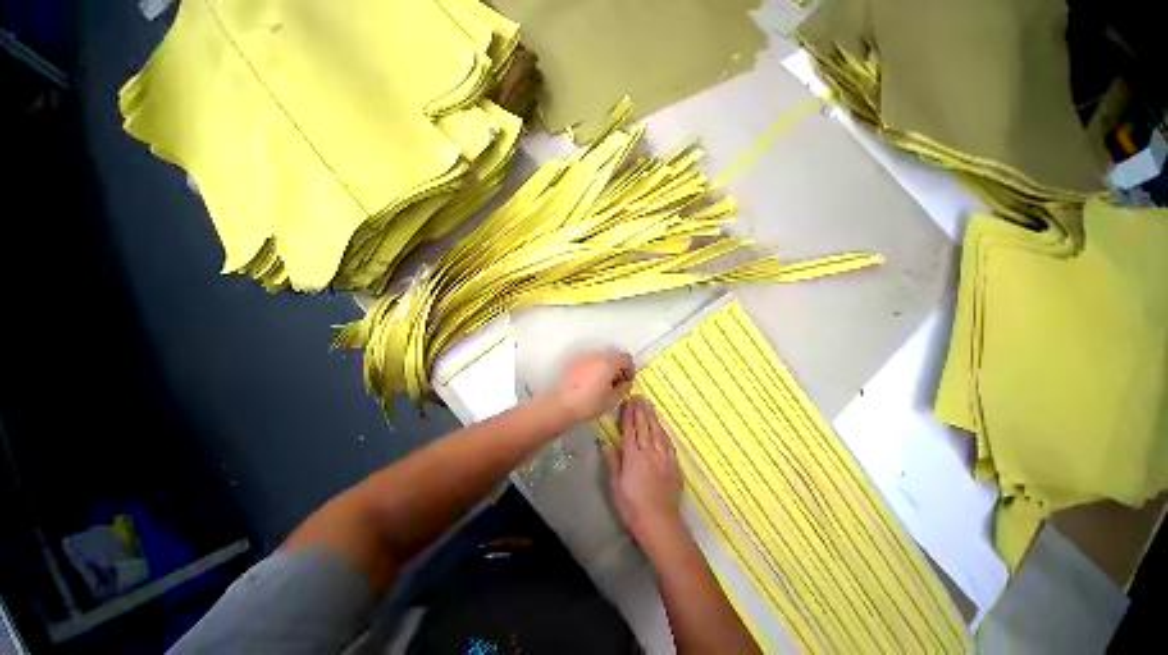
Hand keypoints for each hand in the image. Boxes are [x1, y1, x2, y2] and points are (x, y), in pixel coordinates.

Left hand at [548, 351, 634, 422]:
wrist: (561, 405)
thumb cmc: (590, 403)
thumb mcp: (613, 399)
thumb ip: (624, 387)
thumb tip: (625, 381)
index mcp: (608, 362)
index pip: (626, 358)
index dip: (630, 370)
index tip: (626, 382)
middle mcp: (597, 355)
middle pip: (613, 356)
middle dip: (618, 368)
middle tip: (615, 384)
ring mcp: (584, 357)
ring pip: (601, 358)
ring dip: (606, 367)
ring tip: (602, 384)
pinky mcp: (574, 362)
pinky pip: (590, 361)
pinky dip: (594, 368)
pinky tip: (590, 383)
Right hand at [602, 396, 684, 542]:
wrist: (660, 523)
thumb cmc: (632, 506)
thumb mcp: (615, 485)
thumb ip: (612, 461)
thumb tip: (604, 442)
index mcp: (633, 455)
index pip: (630, 429)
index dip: (628, 414)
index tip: (627, 401)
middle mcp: (649, 451)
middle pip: (644, 426)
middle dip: (641, 410)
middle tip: (639, 396)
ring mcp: (663, 457)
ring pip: (657, 432)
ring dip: (653, 417)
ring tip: (649, 404)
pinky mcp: (674, 465)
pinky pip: (668, 443)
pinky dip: (663, 432)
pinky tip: (662, 426)